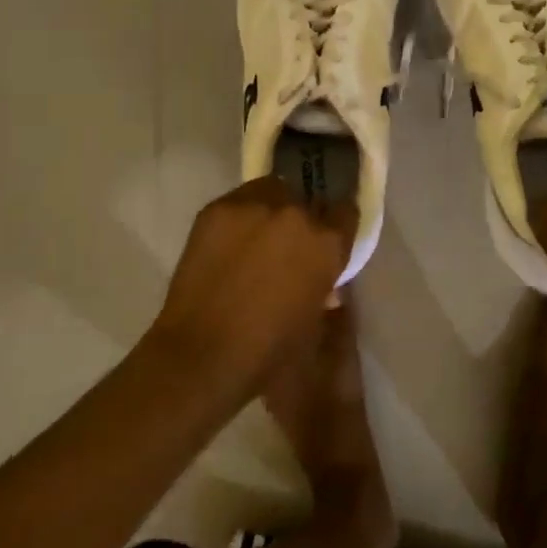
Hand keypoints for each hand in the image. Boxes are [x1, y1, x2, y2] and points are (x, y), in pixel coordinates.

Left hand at [150, 177, 357, 390]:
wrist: (200, 356)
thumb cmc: (268, 353)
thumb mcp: (317, 324)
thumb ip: (326, 290)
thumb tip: (324, 281)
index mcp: (327, 243)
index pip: (346, 212)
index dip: (338, 227)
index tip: (328, 240)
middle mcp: (296, 214)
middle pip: (308, 200)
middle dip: (303, 220)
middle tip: (288, 246)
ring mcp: (254, 206)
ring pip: (273, 191)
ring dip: (272, 209)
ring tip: (257, 237)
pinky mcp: (217, 208)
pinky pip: (239, 201)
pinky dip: (240, 217)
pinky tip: (228, 243)